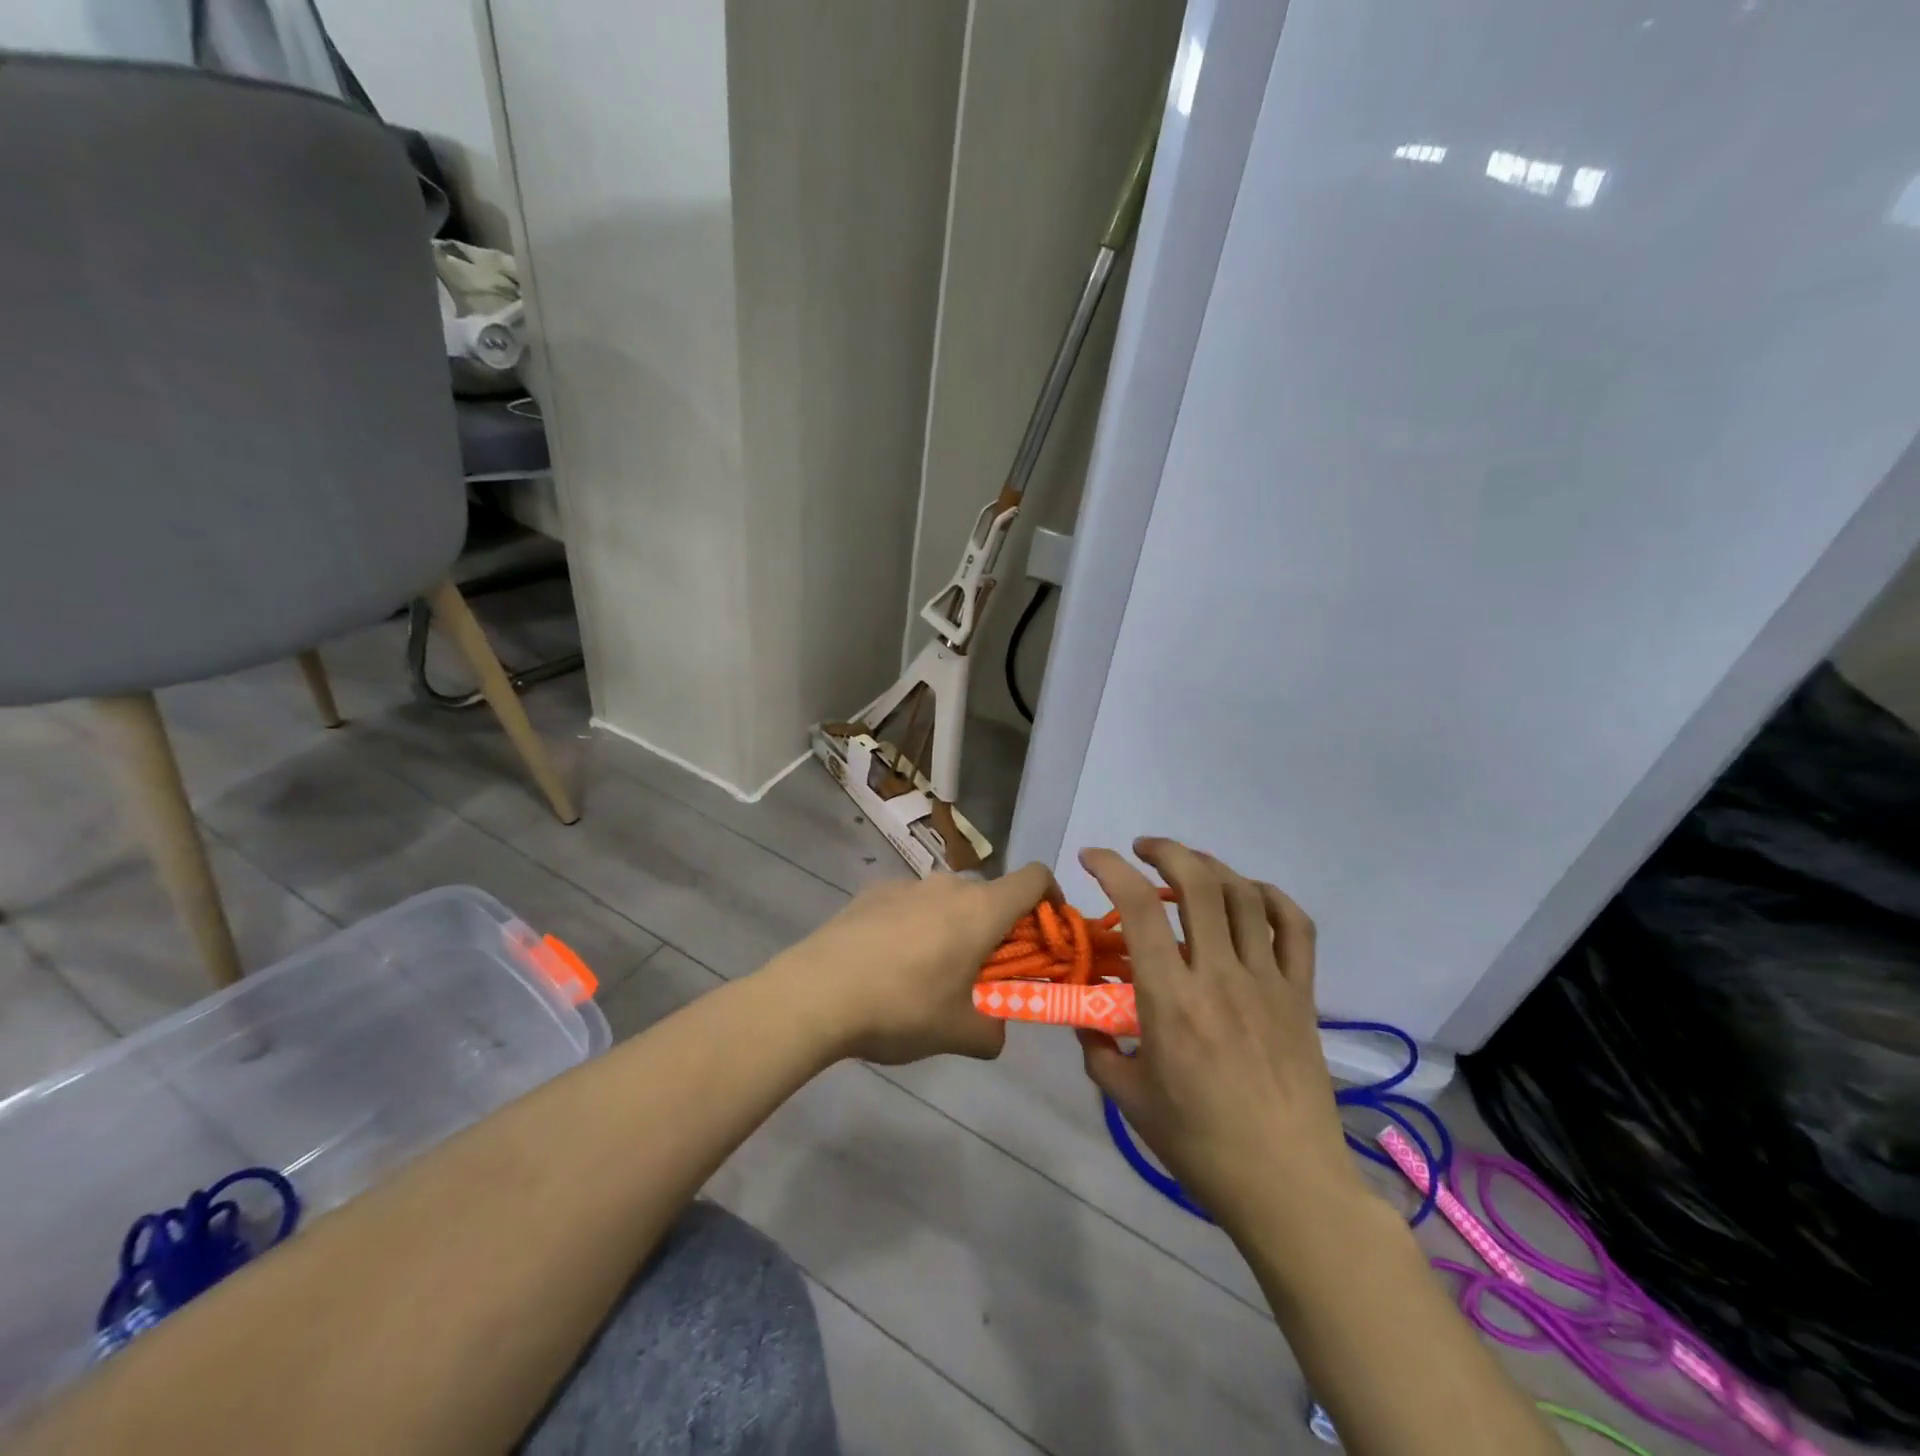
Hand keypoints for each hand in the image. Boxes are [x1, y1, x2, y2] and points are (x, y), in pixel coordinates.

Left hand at [767, 863, 1052, 1064]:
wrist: (816, 993)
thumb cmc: (902, 1007)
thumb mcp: (959, 1033)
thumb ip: (994, 1030)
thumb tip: (995, 1028)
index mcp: (981, 909)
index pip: (1035, 877)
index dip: (1051, 899)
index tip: (1046, 934)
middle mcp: (948, 885)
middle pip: (991, 895)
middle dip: (999, 930)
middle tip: (985, 974)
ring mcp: (906, 884)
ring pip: (949, 900)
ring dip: (955, 928)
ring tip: (931, 975)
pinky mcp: (872, 892)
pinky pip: (911, 904)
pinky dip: (917, 926)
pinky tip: (889, 964)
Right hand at [1077, 839, 1362, 1234]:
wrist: (1288, 1186)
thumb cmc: (1201, 1146)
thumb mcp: (1130, 1101)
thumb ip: (1099, 1051)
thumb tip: (1084, 1020)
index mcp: (1172, 1000)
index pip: (1140, 909)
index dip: (1113, 869)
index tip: (1093, 857)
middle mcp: (1220, 977)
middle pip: (1199, 885)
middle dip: (1166, 852)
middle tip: (1142, 849)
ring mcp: (1268, 982)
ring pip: (1244, 897)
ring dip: (1212, 867)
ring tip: (1188, 866)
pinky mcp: (1301, 995)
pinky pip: (1295, 928)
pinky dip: (1271, 898)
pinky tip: (1250, 895)